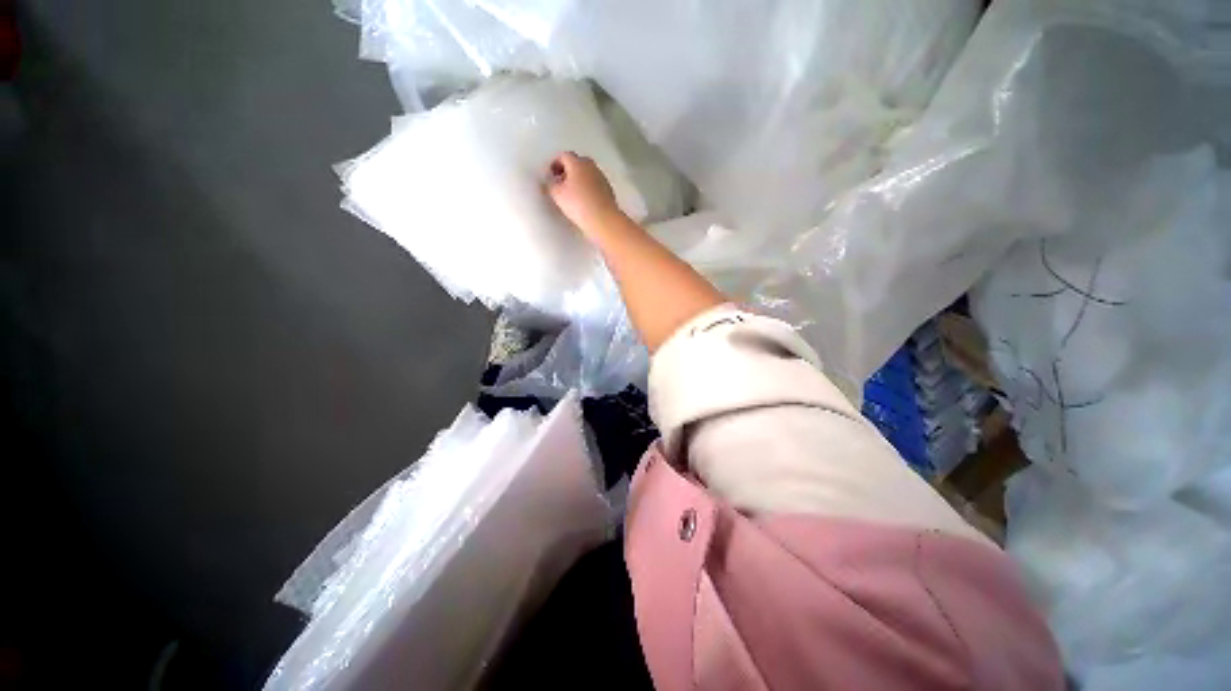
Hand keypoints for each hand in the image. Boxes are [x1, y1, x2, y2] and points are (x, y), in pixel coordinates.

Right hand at [546, 152, 623, 236]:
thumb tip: (551, 182)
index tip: (551, 174)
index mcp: (577, 162)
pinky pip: (595, 185)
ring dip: (579, 179)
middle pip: (577, 163)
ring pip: (587, 174)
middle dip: (568, 170)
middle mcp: (591, 166)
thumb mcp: (557, 194)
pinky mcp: (608, 190)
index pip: (564, 155)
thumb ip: (550, 184)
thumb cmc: (578, 204)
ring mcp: (602, 178)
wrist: (603, 219)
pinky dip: (588, 189)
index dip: (555, 163)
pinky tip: (584, 201)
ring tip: (572, 194)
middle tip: (561, 182)